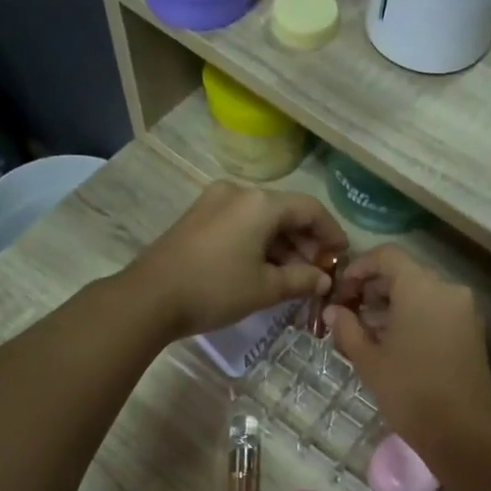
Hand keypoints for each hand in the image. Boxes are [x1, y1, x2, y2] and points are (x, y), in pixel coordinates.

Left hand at [127, 180, 347, 339]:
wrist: (149, 298)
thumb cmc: (215, 289)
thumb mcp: (265, 289)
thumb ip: (301, 280)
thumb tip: (323, 280)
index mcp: (260, 203)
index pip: (310, 209)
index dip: (331, 232)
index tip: (341, 256)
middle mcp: (238, 193)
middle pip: (285, 212)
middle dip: (306, 242)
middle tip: (318, 272)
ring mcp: (214, 202)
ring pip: (261, 219)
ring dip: (282, 245)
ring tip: (293, 277)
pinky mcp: (197, 218)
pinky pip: (240, 224)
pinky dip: (259, 243)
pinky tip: (264, 270)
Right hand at [323, 246, 490, 460]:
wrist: (463, 431)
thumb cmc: (409, 391)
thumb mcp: (369, 360)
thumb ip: (348, 329)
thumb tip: (334, 312)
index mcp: (421, 287)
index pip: (387, 256)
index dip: (359, 267)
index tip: (341, 290)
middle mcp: (448, 289)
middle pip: (406, 274)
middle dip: (375, 289)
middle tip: (349, 314)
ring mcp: (465, 311)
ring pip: (422, 293)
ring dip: (393, 305)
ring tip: (367, 333)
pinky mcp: (473, 332)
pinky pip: (438, 311)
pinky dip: (414, 317)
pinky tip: (394, 344)